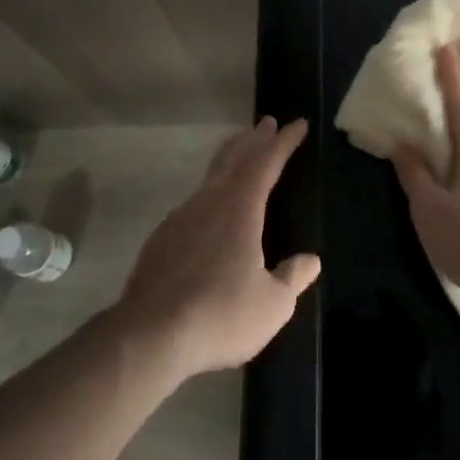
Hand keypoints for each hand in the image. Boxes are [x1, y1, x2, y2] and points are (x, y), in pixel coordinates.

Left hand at [115, 117, 319, 382]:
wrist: (148, 336)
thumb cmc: (220, 314)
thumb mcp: (272, 305)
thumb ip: (292, 278)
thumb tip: (311, 261)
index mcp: (240, 208)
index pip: (267, 162)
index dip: (284, 142)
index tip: (298, 123)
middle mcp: (209, 202)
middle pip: (234, 158)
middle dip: (253, 139)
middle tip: (266, 123)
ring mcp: (180, 218)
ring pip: (211, 178)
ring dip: (230, 162)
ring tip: (241, 159)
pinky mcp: (161, 239)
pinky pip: (193, 204)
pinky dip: (210, 194)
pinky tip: (210, 212)